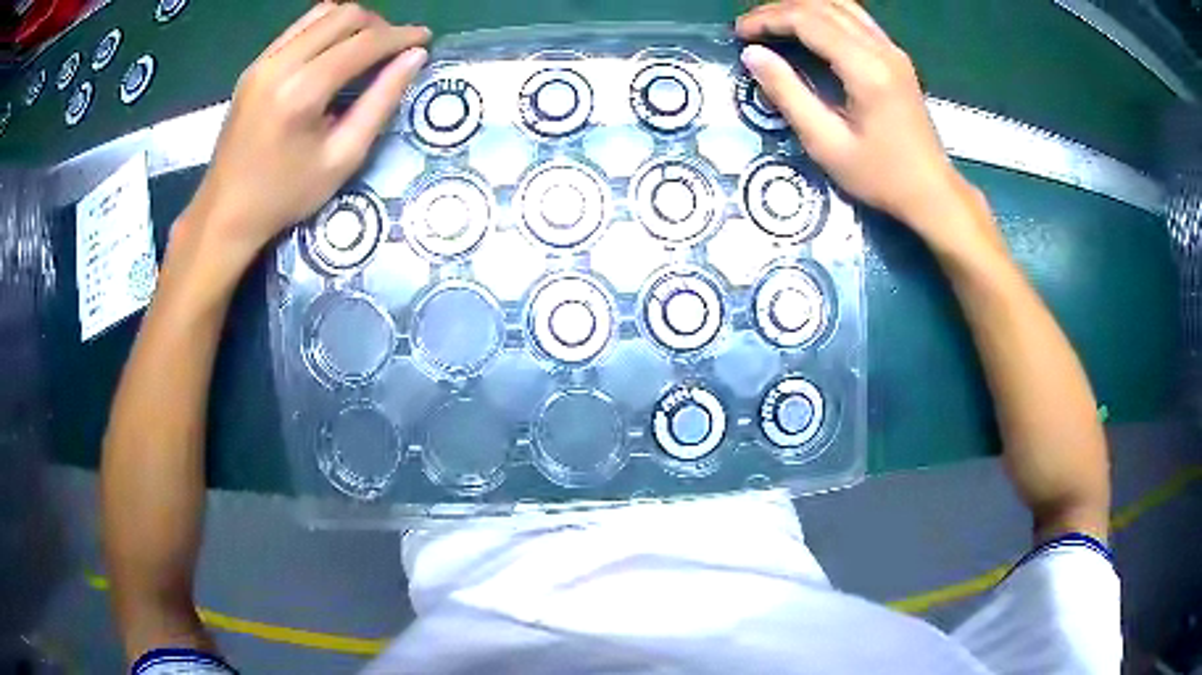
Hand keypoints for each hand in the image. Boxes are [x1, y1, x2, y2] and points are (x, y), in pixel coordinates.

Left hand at [179, 2, 428, 273]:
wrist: (225, 212)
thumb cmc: (285, 195)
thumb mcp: (342, 158)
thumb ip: (381, 102)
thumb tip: (414, 58)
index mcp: (302, 91)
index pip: (364, 42)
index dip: (401, 35)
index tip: (424, 38)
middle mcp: (280, 64)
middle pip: (343, 15)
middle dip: (378, 24)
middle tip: (393, 47)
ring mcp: (263, 62)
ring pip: (320, 13)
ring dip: (351, 23)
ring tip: (366, 47)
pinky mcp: (254, 66)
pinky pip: (298, 28)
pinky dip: (325, 30)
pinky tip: (333, 53)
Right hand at [736, 0, 988, 248]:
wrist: (931, 192)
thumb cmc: (881, 176)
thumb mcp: (826, 143)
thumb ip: (788, 94)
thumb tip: (753, 55)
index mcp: (865, 68)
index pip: (807, 21)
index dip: (767, 20)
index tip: (740, 34)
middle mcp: (881, 49)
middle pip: (822, 6)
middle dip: (779, 10)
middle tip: (750, 28)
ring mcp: (893, 50)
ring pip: (840, 6)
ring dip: (803, 8)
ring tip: (774, 25)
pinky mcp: (897, 57)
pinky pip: (856, 19)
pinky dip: (825, 15)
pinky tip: (809, 29)